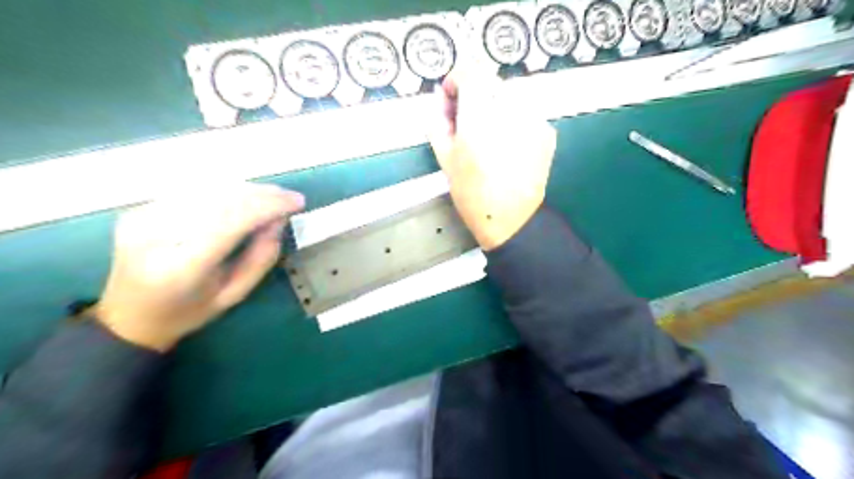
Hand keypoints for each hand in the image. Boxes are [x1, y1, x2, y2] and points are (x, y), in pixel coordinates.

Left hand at [95, 183, 307, 351]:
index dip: (269, 205)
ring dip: (245, 188)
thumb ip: (261, 257)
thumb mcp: (234, 294)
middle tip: (289, 196)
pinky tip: (241, 196)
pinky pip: (191, 191)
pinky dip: (222, 190)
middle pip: (220, 200)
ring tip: (270, 195)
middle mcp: (157, 235)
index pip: (232, 220)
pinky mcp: (139, 209)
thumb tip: (279, 220)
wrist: (128, 317)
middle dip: (261, 194)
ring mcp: (143, 218)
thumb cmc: (187, 312)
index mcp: (182, 266)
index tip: (297, 202)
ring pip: (206, 189)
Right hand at [431, 70, 557, 250]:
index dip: (458, 79)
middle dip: (476, 94)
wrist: (510, 219)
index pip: (470, 70)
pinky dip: (514, 119)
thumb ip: (438, 119)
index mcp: (479, 117)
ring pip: (510, 95)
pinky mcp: (547, 130)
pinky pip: (526, 112)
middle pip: (490, 81)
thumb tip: (439, 95)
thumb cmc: (471, 193)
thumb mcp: (444, 157)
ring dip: (495, 106)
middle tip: (469, 120)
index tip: (453, 97)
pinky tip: (509, 144)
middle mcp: (510, 111)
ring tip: (490, 135)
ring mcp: (534, 119)